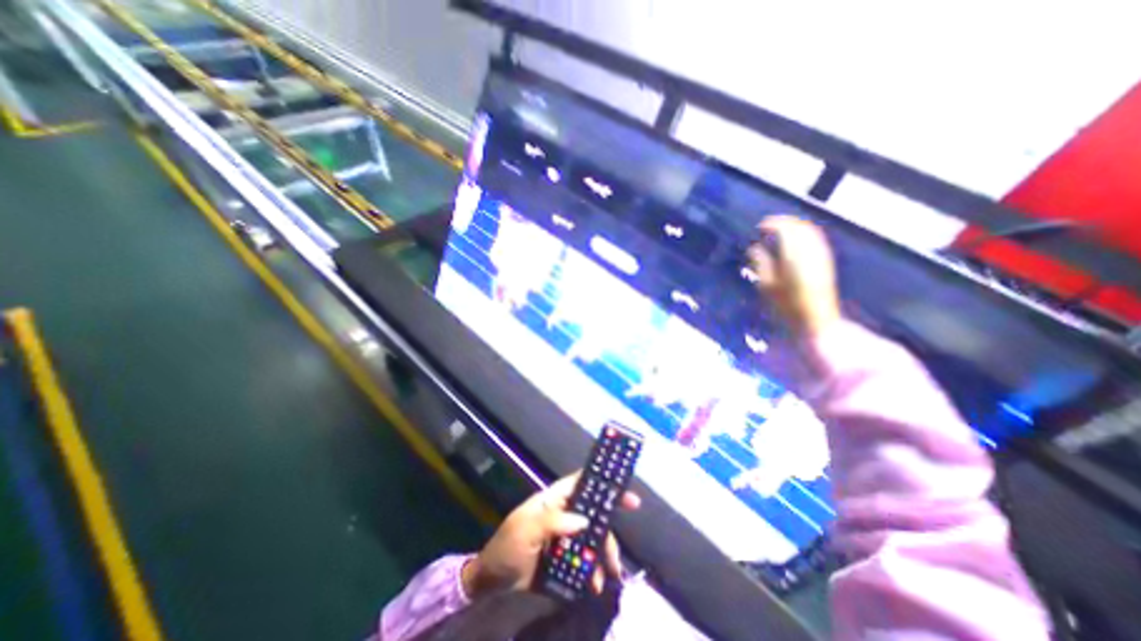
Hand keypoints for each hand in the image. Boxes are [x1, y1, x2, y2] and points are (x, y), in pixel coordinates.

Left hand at [462, 472, 640, 601]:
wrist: (491, 581)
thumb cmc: (507, 546)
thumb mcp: (525, 530)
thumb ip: (552, 522)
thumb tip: (584, 520)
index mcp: (553, 500)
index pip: (579, 483)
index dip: (600, 481)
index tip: (621, 487)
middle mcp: (562, 515)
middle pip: (591, 511)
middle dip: (609, 520)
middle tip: (629, 523)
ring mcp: (565, 537)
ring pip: (592, 537)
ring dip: (604, 552)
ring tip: (613, 572)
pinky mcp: (565, 558)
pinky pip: (585, 561)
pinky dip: (593, 571)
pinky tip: (595, 585)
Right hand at [751, 216, 835, 338]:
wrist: (817, 320)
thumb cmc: (788, 305)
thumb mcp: (767, 285)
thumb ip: (761, 262)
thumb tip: (754, 248)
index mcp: (794, 254)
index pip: (784, 228)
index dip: (770, 224)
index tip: (758, 228)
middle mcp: (811, 249)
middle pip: (799, 225)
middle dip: (782, 222)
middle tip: (767, 227)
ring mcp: (821, 253)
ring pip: (809, 229)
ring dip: (793, 226)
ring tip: (778, 232)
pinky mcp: (826, 260)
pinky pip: (815, 237)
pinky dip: (803, 233)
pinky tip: (794, 241)